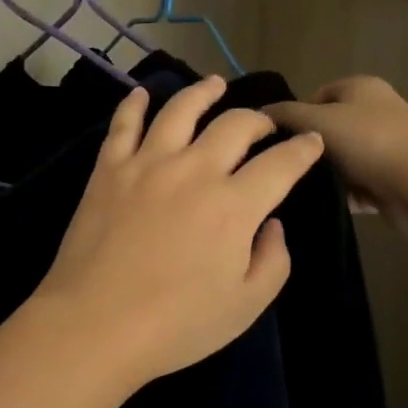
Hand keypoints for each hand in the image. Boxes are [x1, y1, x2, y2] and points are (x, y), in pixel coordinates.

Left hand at [32, 76, 324, 391]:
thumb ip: (272, 260)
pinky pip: (124, 124)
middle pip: (235, 125)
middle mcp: (195, 170)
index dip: (302, 149)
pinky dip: (134, 104)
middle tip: (264, 125)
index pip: (280, 164)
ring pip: (181, 110)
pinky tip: (142, 94)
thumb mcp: (245, 305)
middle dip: (259, 119)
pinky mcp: (110, 167)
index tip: (311, 141)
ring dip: (203, 92)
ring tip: (215, 84)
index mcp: (234, 205)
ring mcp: (148, 163)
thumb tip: (271, 222)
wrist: (95, 323)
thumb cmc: (176, 324)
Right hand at [261, 76, 407, 211]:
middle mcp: (376, 112)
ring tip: (304, 188)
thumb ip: (284, 114)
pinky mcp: (393, 180)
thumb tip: (259, 113)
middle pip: (328, 129)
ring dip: (326, 174)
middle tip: (288, 165)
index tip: (281, 140)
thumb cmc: (370, 141)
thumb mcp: (317, 120)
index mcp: (361, 87)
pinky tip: (326, 204)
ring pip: (341, 160)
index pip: (316, 96)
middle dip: (311, 149)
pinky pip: (357, 186)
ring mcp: (387, 147)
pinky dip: (343, 195)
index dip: (296, 116)